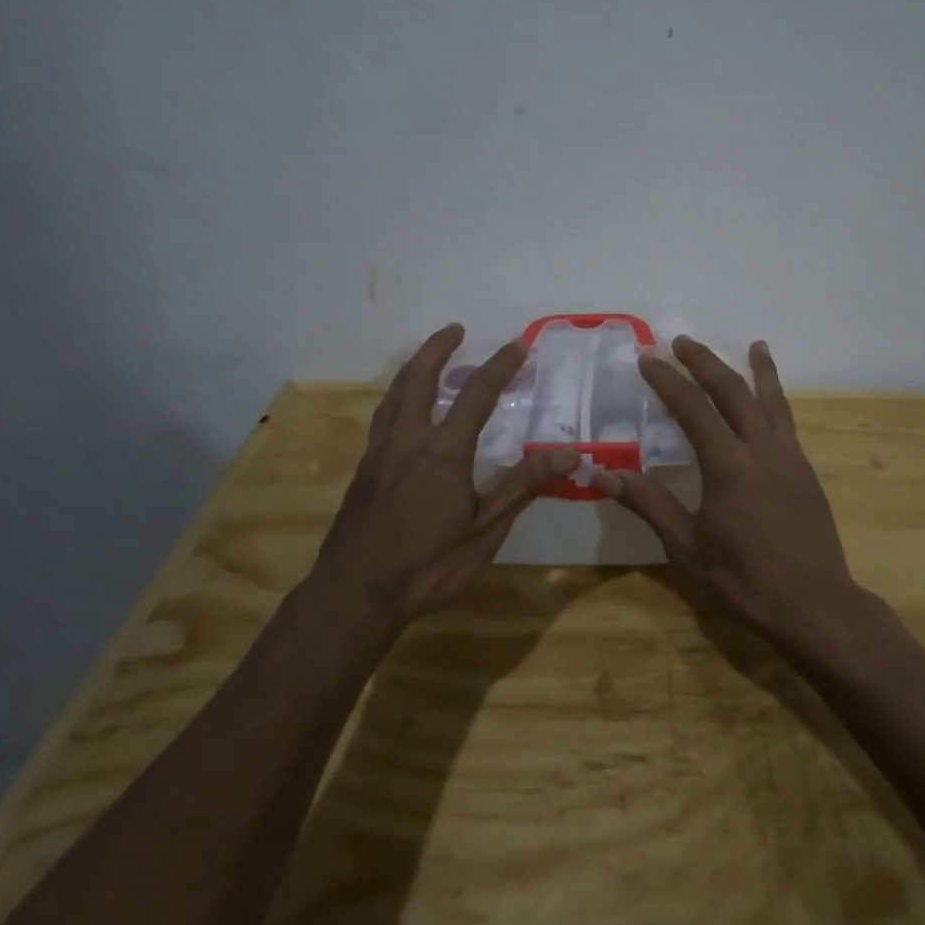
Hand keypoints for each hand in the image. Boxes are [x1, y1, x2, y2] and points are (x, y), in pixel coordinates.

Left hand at [314, 323, 576, 626]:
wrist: (355, 595)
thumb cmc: (428, 565)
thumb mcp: (485, 530)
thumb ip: (523, 486)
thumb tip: (569, 453)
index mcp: (442, 451)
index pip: (476, 394)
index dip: (500, 366)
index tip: (519, 344)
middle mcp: (407, 440)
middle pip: (420, 379)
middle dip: (438, 348)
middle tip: (455, 329)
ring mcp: (380, 453)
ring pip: (395, 395)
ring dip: (414, 368)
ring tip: (429, 358)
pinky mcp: (364, 471)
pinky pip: (383, 417)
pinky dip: (399, 397)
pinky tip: (406, 412)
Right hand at [597, 336, 858, 640]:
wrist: (815, 606)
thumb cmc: (744, 581)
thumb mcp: (687, 548)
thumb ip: (649, 504)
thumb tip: (604, 472)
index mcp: (728, 465)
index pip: (692, 408)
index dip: (668, 380)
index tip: (647, 359)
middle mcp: (761, 449)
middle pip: (732, 391)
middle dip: (705, 362)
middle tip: (682, 342)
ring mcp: (789, 457)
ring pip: (771, 400)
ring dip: (757, 369)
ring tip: (754, 344)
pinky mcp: (805, 471)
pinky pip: (788, 421)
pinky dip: (778, 398)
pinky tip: (772, 400)